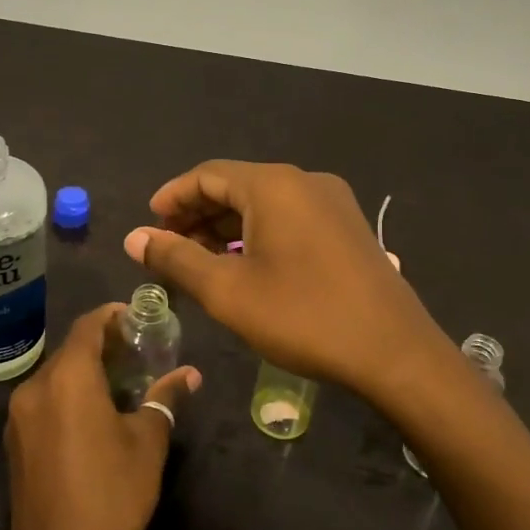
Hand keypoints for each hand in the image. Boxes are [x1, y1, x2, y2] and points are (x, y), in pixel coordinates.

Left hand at [5, 305, 200, 529]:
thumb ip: (164, 398)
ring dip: (85, 373)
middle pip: (70, 351)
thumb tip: (189, 374)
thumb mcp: (148, 443)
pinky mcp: (14, 444)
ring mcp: (18, 418)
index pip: (87, 326)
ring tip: (121, 384)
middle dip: (102, 346)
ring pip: (55, 377)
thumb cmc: (113, 495)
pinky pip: (43, 403)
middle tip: (138, 353)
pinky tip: (94, 417)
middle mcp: (35, 387)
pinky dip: (68, 397)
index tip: (138, 318)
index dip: (112, 316)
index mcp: (67, 378)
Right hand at [123, 160, 451, 401]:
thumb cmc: (303, 317)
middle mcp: (305, 181)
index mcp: (274, 186)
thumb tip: (134, 238)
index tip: (148, 225)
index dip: (172, 197)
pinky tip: (244, 266)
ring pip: (263, 204)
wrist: (395, 353)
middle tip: (168, 248)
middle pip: (236, 186)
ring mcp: (332, 203)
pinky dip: (257, 235)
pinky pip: (289, 218)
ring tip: (199, 261)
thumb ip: (176, 259)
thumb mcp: (228, 292)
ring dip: (226, 228)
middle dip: (197, 215)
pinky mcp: (347, 228)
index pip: (207, 175)